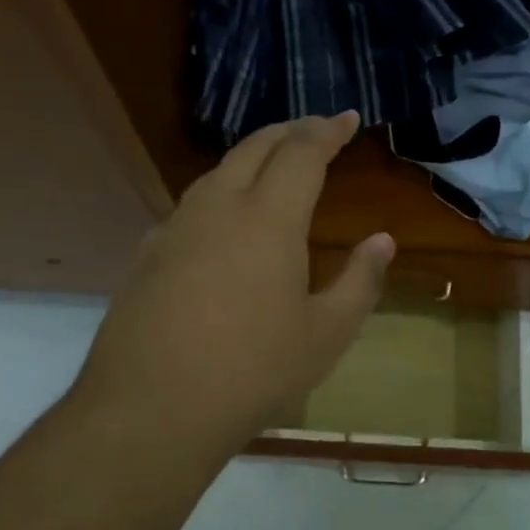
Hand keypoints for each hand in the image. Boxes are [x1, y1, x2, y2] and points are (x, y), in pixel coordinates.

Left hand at [66, 112, 393, 458]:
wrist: (150, 410)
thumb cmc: (252, 372)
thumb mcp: (326, 334)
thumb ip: (360, 281)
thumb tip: (382, 240)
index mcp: (268, 219)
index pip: (301, 153)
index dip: (327, 131)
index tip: (348, 119)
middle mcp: (218, 208)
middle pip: (255, 148)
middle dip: (289, 131)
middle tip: (315, 129)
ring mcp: (175, 229)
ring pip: (217, 172)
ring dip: (252, 158)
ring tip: (274, 165)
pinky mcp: (147, 255)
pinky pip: (191, 206)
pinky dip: (221, 193)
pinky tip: (224, 222)